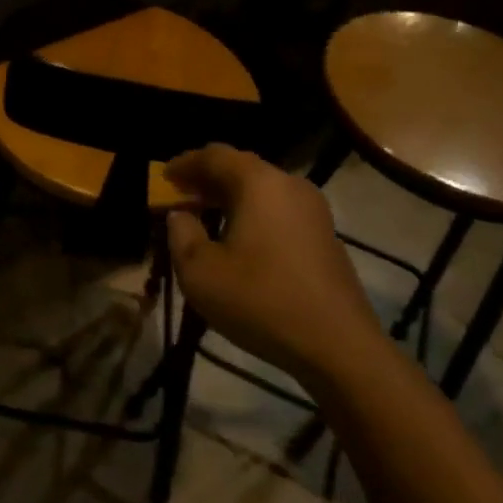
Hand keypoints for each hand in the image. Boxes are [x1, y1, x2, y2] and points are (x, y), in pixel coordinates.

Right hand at [164, 145, 380, 380]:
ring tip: (205, 217)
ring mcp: (313, 210)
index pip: (214, 155)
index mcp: (258, 183)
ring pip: (262, 190)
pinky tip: (239, 240)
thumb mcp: (200, 272)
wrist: (339, 347)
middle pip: (240, 168)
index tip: (163, 177)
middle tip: (180, 196)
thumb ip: (181, 234)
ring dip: (230, 198)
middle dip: (207, 179)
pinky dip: (253, 214)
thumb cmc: (261, 301)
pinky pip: (279, 210)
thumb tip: (180, 215)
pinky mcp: (325, 236)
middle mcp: (289, 185)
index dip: (184, 163)